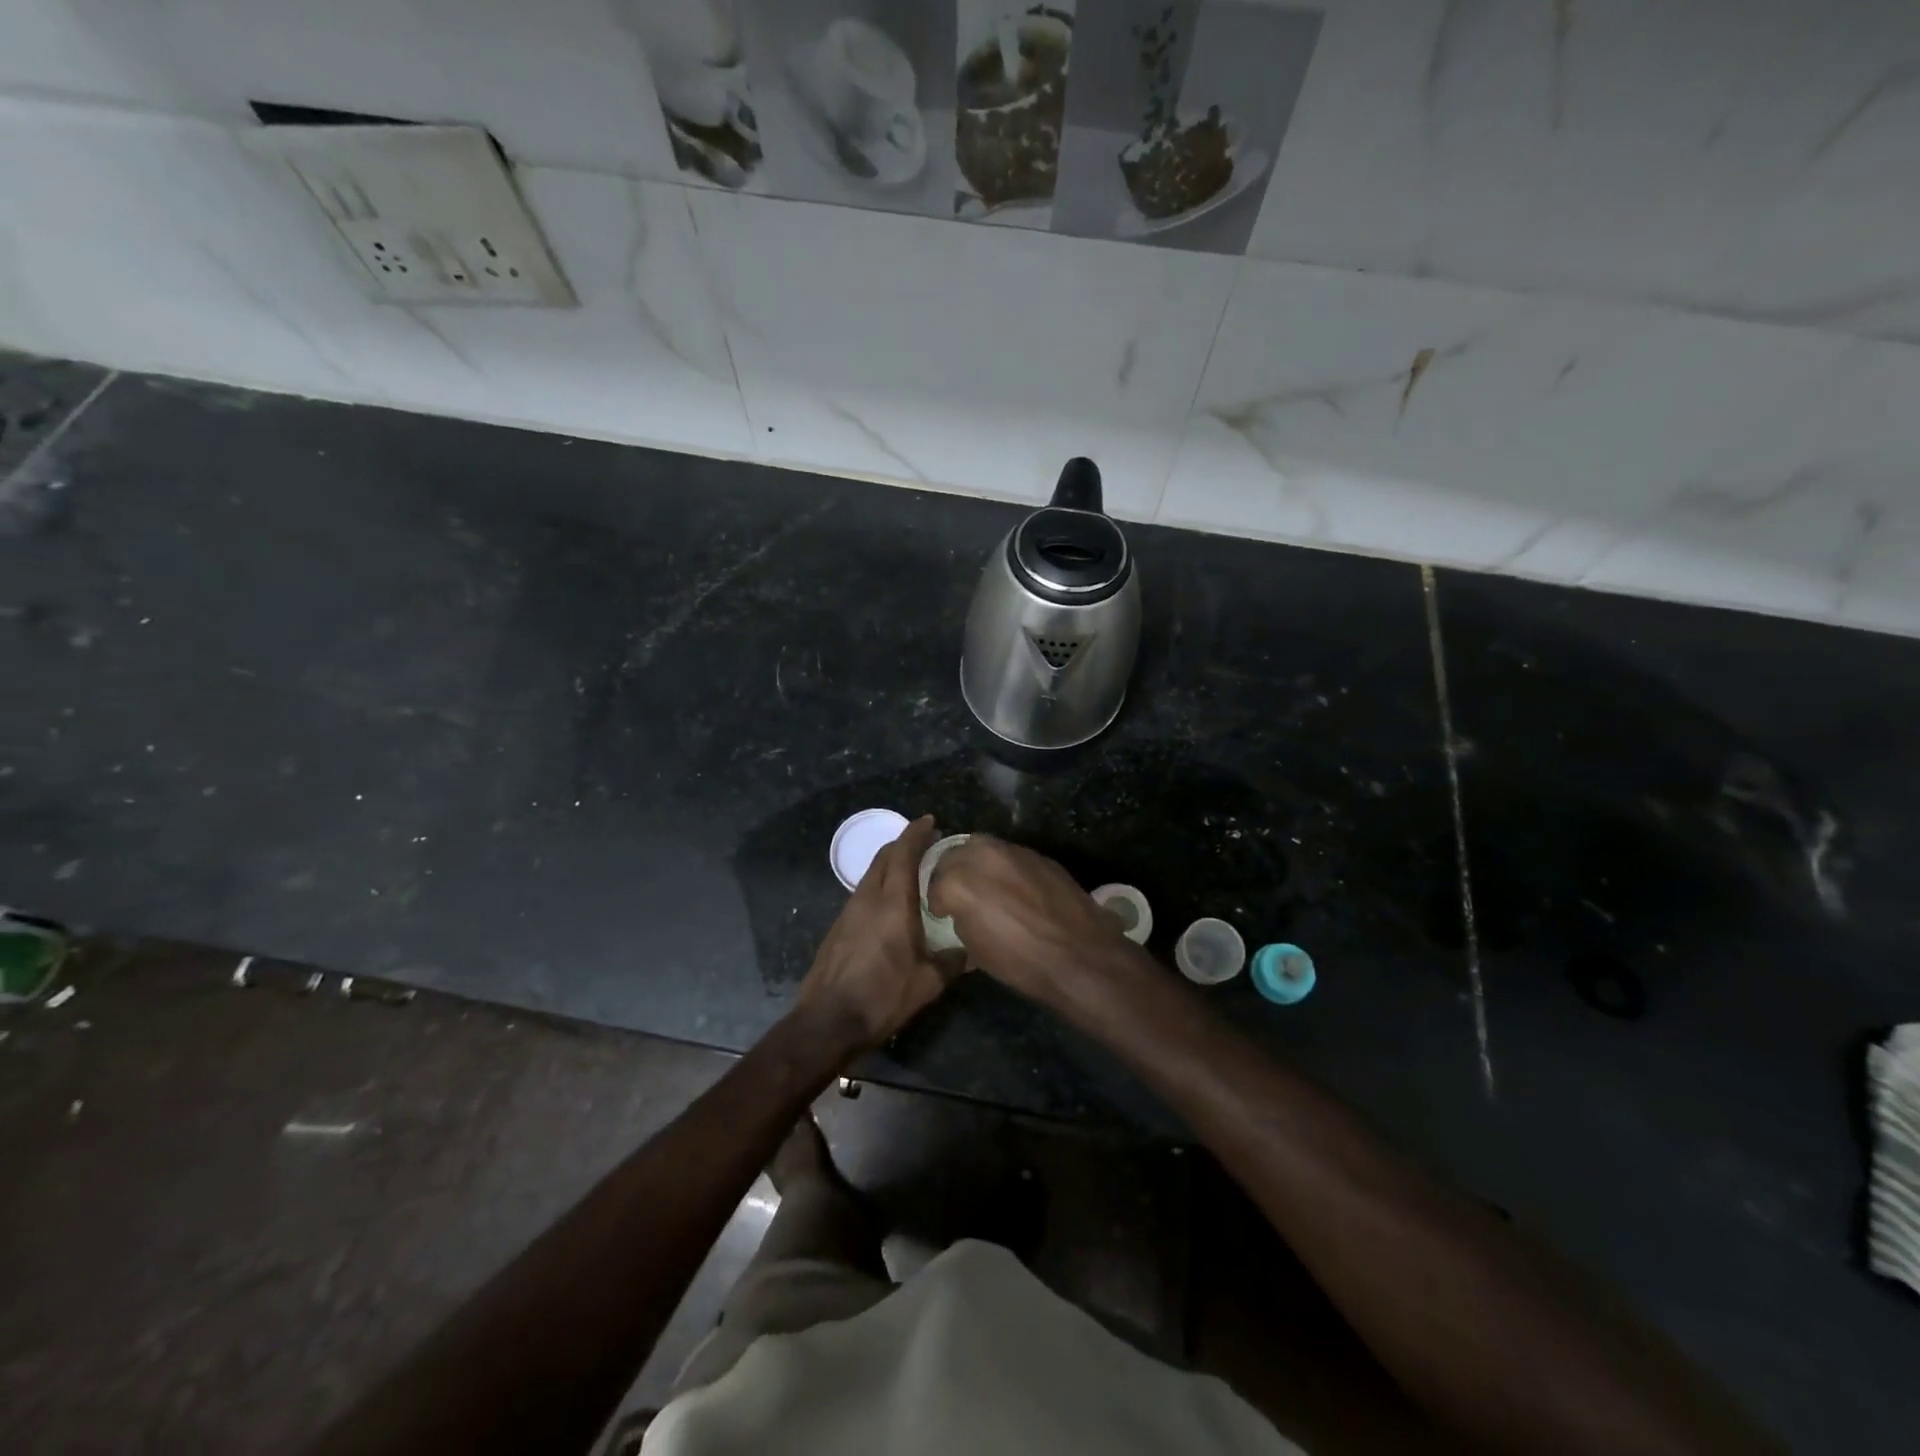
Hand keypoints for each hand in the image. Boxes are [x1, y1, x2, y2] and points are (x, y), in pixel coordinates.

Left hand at [794, 815, 956, 1054]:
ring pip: (871, 875)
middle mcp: (868, 898)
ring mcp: (848, 912)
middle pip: (884, 857)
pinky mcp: (838, 928)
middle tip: (926, 844)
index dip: (916, 833)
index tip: (930, 821)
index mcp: (893, 903)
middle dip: (904, 844)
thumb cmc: (883, 997)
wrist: (828, 1021)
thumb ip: (952, 962)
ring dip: (890, 865)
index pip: (904, 854)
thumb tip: (970, 951)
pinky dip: (879, 886)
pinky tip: (891, 906)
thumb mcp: (928, 983)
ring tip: (912, 873)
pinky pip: (862, 894)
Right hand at [926, 835, 1130, 1005]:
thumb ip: (962, 918)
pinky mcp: (1039, 855)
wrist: (1078, 954)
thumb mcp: (975, 948)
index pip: (935, 885)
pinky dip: (1006, 867)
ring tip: (987, 887)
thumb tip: (964, 910)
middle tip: (961, 894)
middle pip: (955, 854)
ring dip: (979, 864)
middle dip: (953, 872)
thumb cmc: (1020, 961)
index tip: (944, 913)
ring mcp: (1013, 851)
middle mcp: (982, 856)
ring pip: (984, 847)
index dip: (938, 902)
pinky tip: (1016, 889)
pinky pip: (1012, 855)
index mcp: (959, 882)